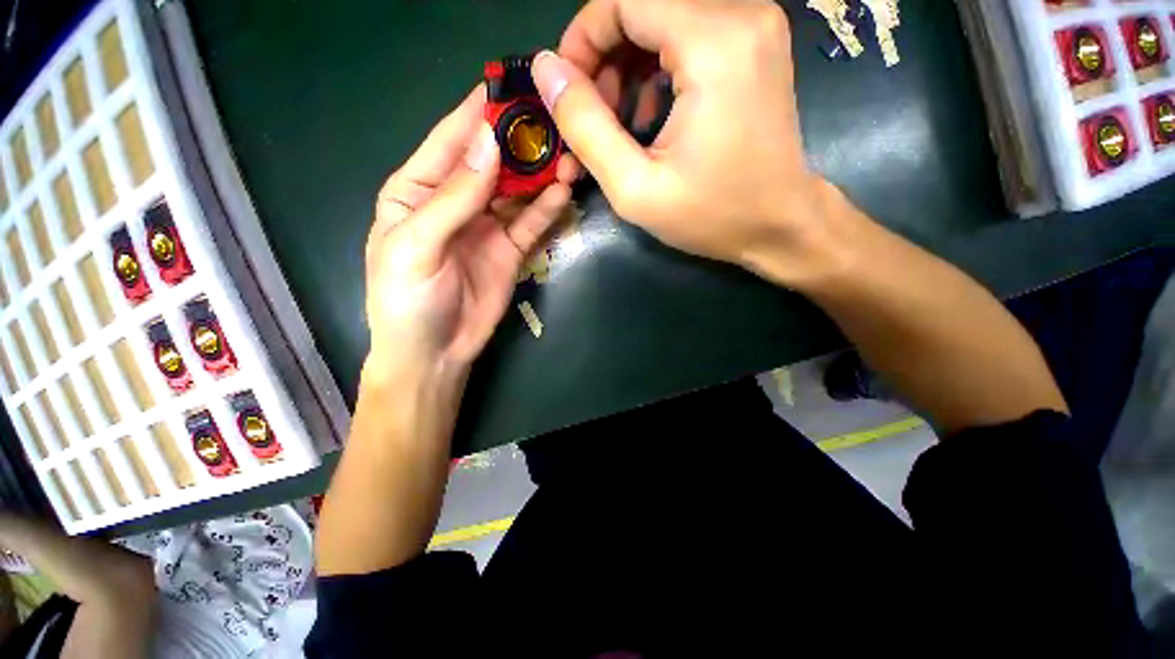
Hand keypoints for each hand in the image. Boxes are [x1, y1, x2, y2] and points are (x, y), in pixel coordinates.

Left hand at [365, 85, 574, 379]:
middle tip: (555, 121)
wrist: (436, 353)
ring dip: (540, 174)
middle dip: (520, 142)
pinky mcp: (510, 250)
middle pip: (491, 162)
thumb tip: (489, 141)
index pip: (450, 141)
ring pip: (517, 191)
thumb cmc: (408, 300)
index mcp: (417, 191)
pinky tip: (563, 192)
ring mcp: (486, 226)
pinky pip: (531, 223)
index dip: (477, 113)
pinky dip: (547, 208)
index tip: (511, 84)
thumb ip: (454, 197)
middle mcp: (455, 201)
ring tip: (569, 156)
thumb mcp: (417, 245)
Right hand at [532, 0, 846, 286]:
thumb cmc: (711, 215)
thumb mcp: (636, 187)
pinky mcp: (755, 45)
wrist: (780, 225)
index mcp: (714, 42)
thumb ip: (586, 127)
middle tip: (593, 119)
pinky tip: (650, 118)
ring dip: (627, 67)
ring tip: (618, 126)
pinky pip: (688, 36)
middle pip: (643, 6)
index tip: (567, 92)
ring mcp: (754, 26)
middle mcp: (741, 14)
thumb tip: (546, 71)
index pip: (624, 0)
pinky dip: (656, 70)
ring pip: (663, 21)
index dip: (583, 39)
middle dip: (604, 58)